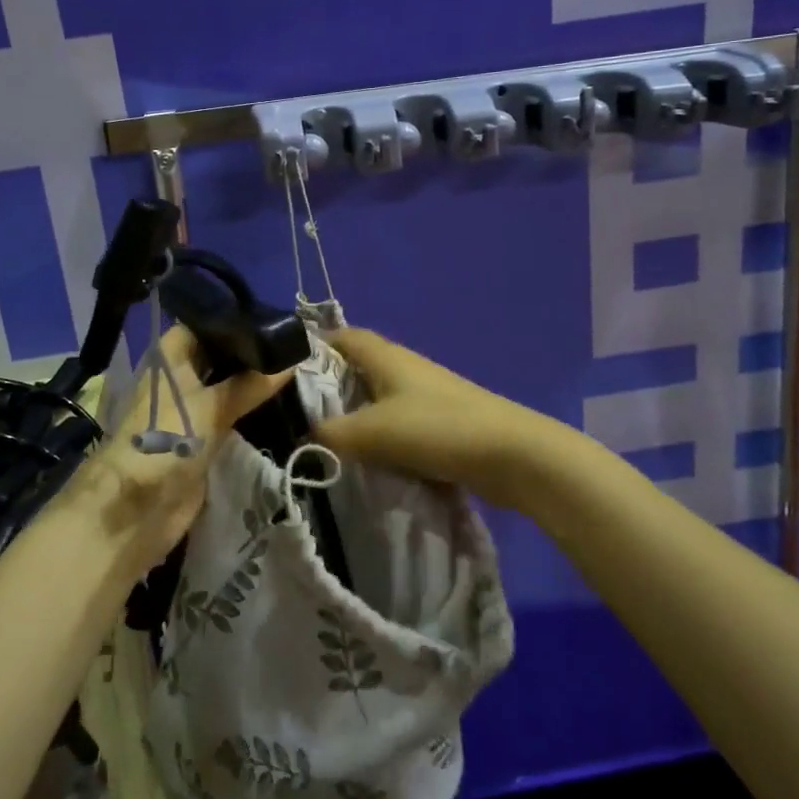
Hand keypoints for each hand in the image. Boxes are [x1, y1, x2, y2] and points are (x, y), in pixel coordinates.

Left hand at [68, 325, 292, 574]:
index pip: (205, 324)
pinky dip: (250, 412)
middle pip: (218, 356)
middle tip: (296, 345)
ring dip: (253, 384)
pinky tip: (283, 404)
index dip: (236, 319)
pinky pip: (229, 417)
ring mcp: (189, 409)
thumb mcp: (213, 406)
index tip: (275, 317)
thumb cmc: (167, 439)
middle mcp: (179, 376)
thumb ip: (251, 383)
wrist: (137, 508)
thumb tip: (291, 360)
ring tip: (298, 370)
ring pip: (226, 387)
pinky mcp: (200, 440)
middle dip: (250, 354)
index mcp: (171, 356)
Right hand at [313, 327, 567, 510]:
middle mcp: (404, 368)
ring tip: (328, 441)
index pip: (344, 337)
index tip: (287, 368)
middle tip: (299, 413)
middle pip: (359, 368)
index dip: (316, 345)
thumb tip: (303, 438)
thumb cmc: (437, 428)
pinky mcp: (441, 423)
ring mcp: (426, 396)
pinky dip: (382, 438)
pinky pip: (399, 424)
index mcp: (386, 357)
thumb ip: (332, 434)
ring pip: (379, 399)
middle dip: (331, 387)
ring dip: (357, 416)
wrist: (512, 455)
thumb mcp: (374, 432)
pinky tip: (369, 461)